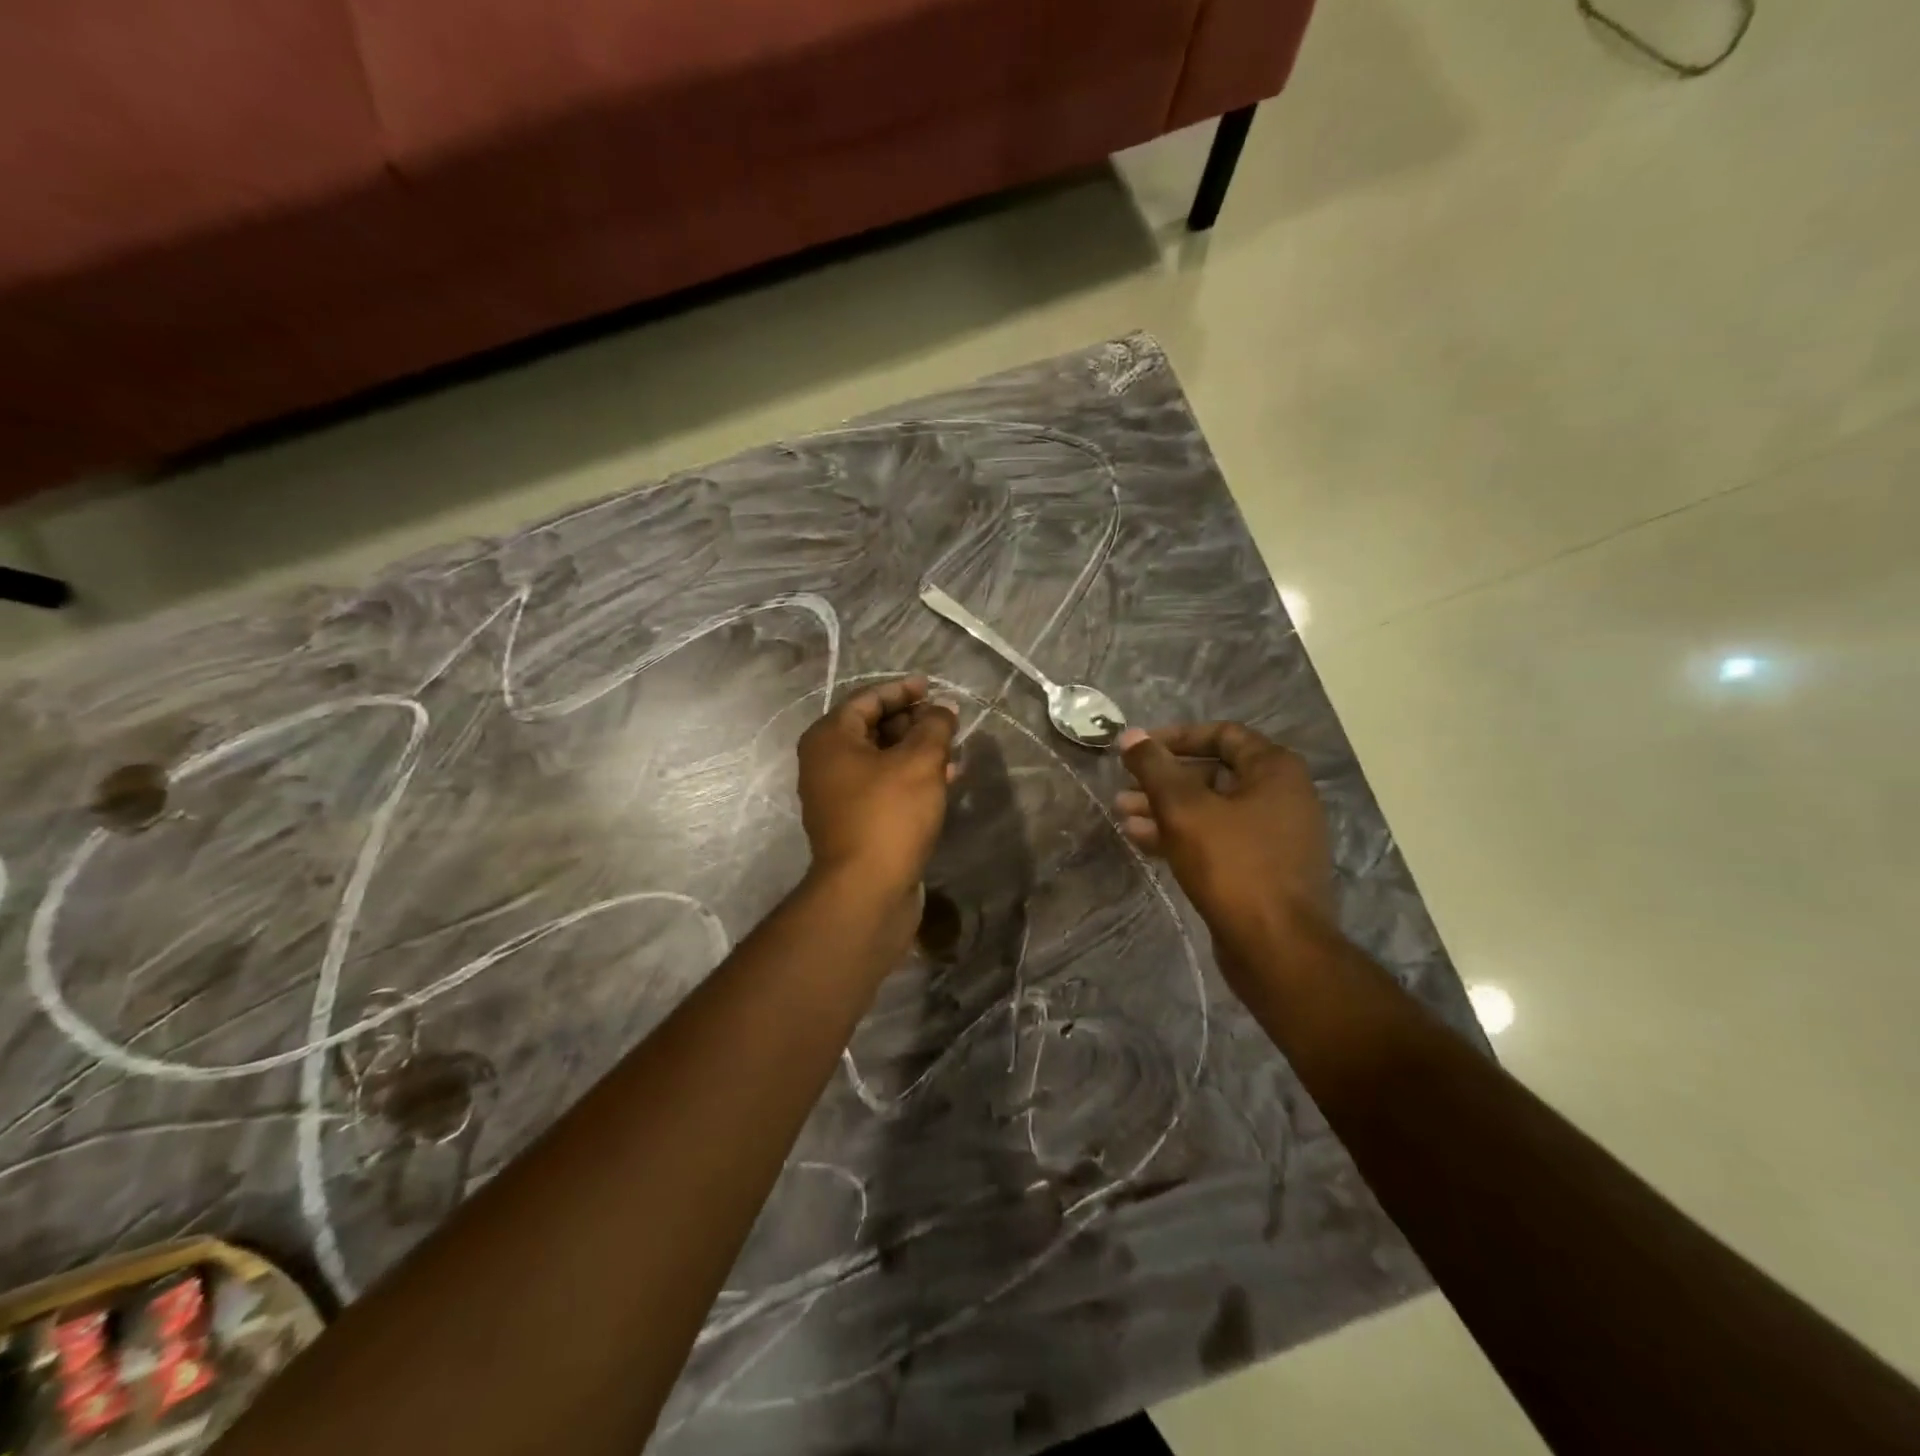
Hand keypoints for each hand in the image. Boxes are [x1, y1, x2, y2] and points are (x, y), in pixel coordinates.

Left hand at [797, 677, 956, 900]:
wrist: (866, 890)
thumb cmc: (889, 815)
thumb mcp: (920, 761)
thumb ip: (935, 726)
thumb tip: (944, 707)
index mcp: (830, 738)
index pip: (867, 699)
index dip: (902, 690)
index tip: (932, 687)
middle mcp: (825, 762)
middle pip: (872, 728)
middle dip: (912, 722)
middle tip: (947, 721)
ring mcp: (836, 795)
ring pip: (881, 759)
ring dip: (916, 751)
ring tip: (953, 749)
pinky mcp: (854, 821)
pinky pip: (883, 786)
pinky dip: (911, 778)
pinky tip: (945, 780)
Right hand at [1115, 723, 1334, 973]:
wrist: (1278, 949)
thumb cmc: (1233, 866)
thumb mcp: (1184, 809)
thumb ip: (1155, 768)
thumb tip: (1130, 735)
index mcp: (1275, 771)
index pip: (1223, 734)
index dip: (1176, 737)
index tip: (1139, 749)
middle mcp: (1282, 797)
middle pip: (1213, 773)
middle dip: (1164, 780)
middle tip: (1124, 787)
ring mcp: (1274, 836)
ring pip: (1211, 810)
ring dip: (1165, 809)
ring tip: (1122, 815)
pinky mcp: (1262, 869)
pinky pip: (1217, 840)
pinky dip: (1182, 835)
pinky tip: (1141, 841)